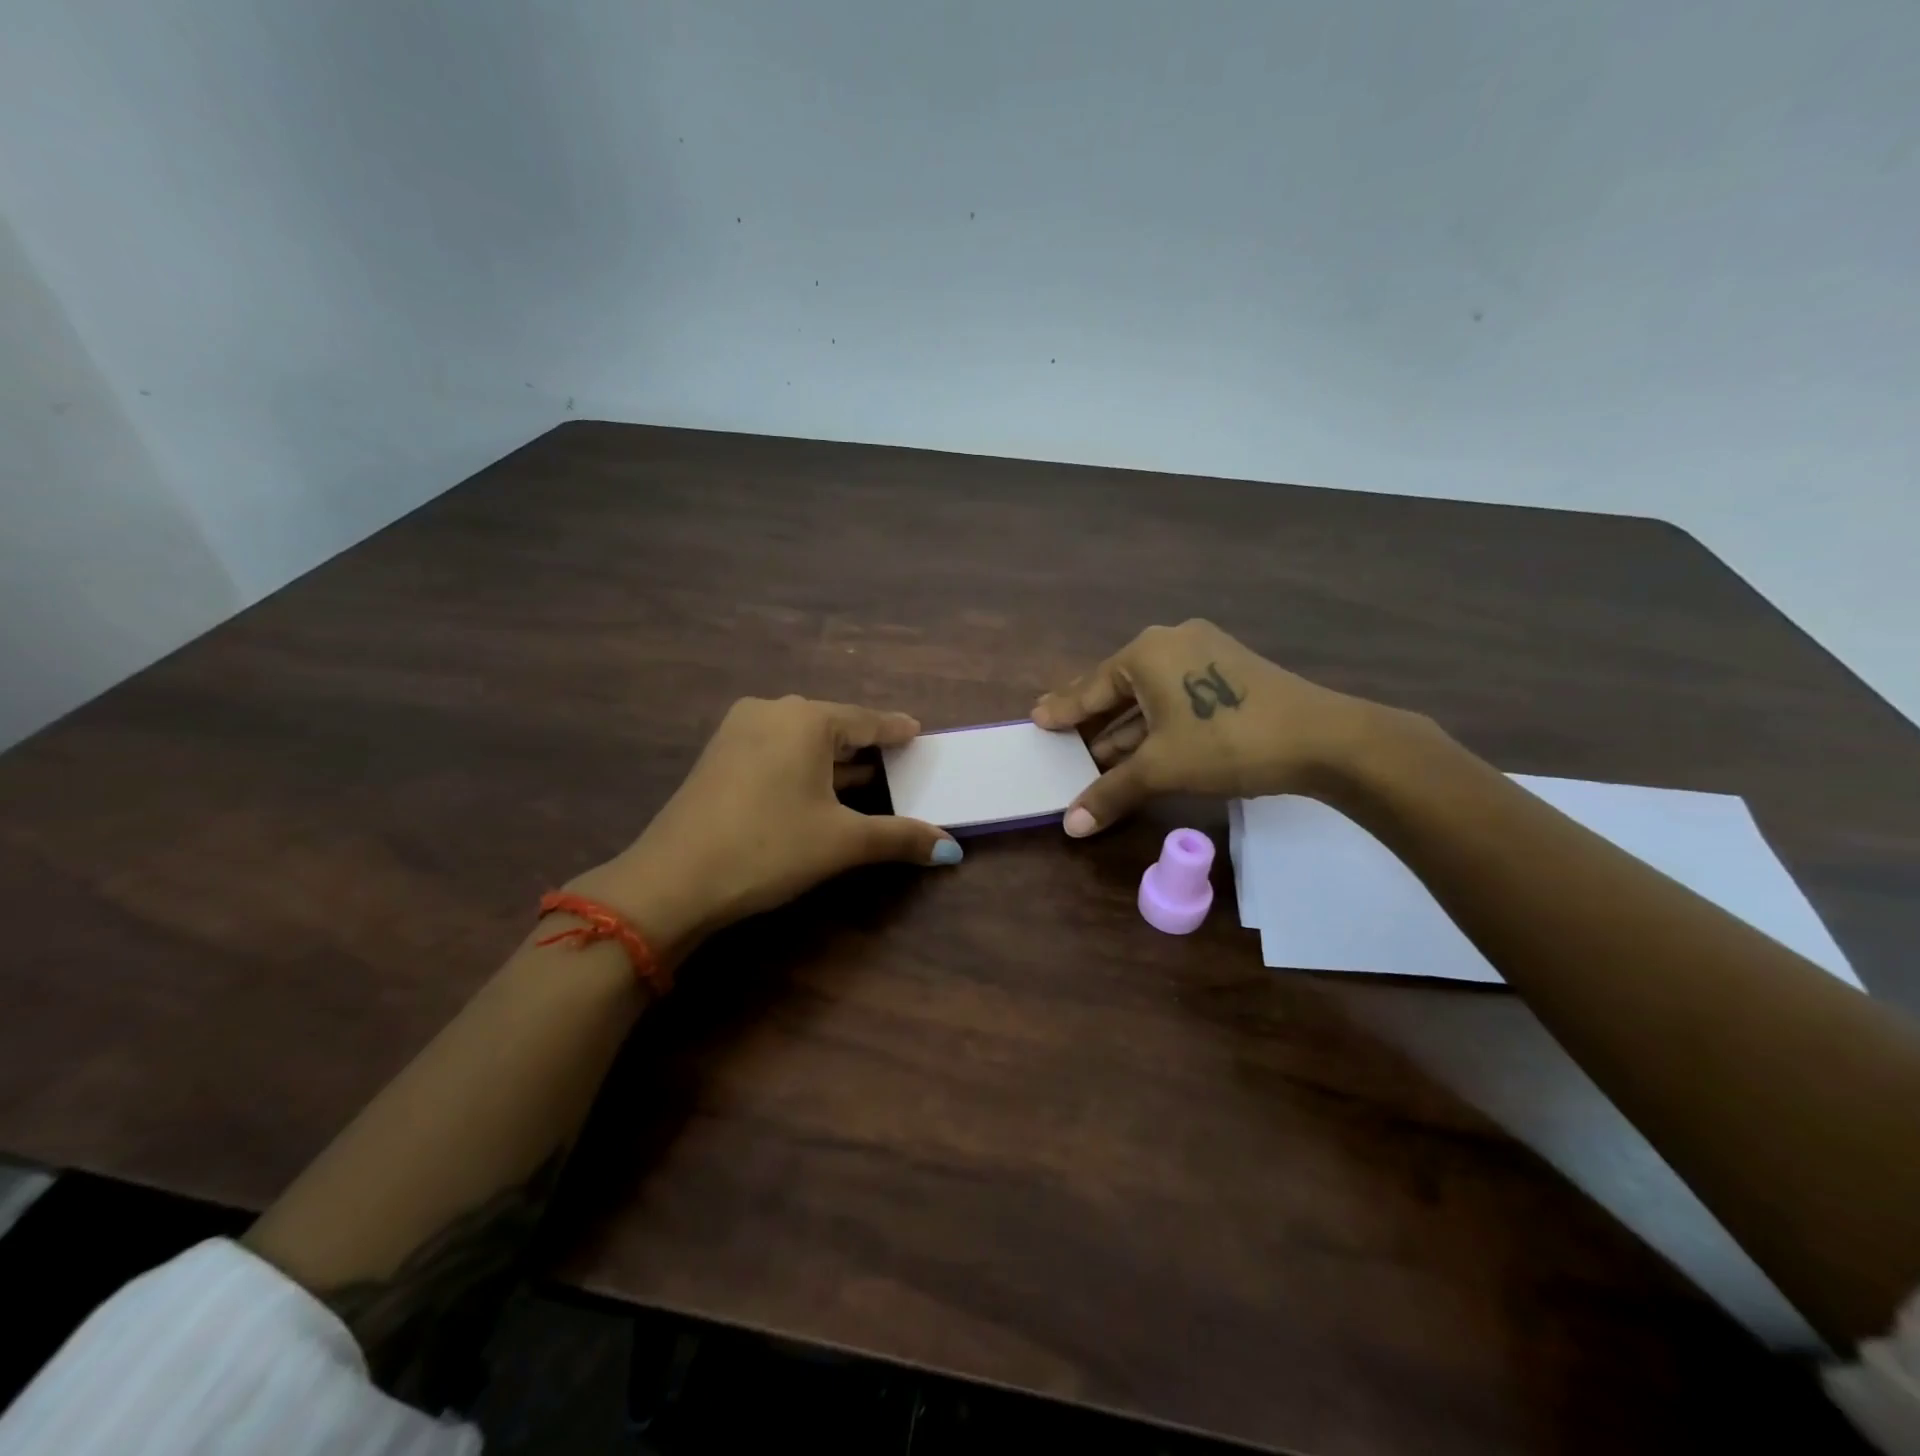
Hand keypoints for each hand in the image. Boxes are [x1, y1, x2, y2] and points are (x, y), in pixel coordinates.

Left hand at [571, 696, 960, 961]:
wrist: (672, 880)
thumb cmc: (768, 847)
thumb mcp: (842, 842)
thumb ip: (900, 837)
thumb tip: (952, 849)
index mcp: (805, 720)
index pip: (866, 720)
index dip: (895, 730)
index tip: (918, 733)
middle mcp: (771, 712)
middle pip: (834, 725)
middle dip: (866, 746)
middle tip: (900, 761)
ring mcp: (739, 731)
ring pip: (803, 740)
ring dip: (835, 760)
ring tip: (870, 778)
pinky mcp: (720, 756)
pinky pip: (778, 751)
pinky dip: (805, 766)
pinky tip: (821, 788)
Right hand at [1032, 620, 1388, 835]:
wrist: (1323, 739)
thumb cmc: (1226, 742)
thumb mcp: (1161, 768)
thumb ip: (1110, 792)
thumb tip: (1069, 826)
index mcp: (1147, 652)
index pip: (1091, 687)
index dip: (1063, 709)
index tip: (1038, 719)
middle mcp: (1172, 641)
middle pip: (1119, 687)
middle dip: (1093, 720)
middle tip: (1062, 736)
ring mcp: (1205, 653)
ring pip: (1150, 694)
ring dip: (1125, 728)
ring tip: (1095, 756)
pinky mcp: (1229, 671)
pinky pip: (1176, 696)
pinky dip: (1155, 723)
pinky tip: (1141, 749)